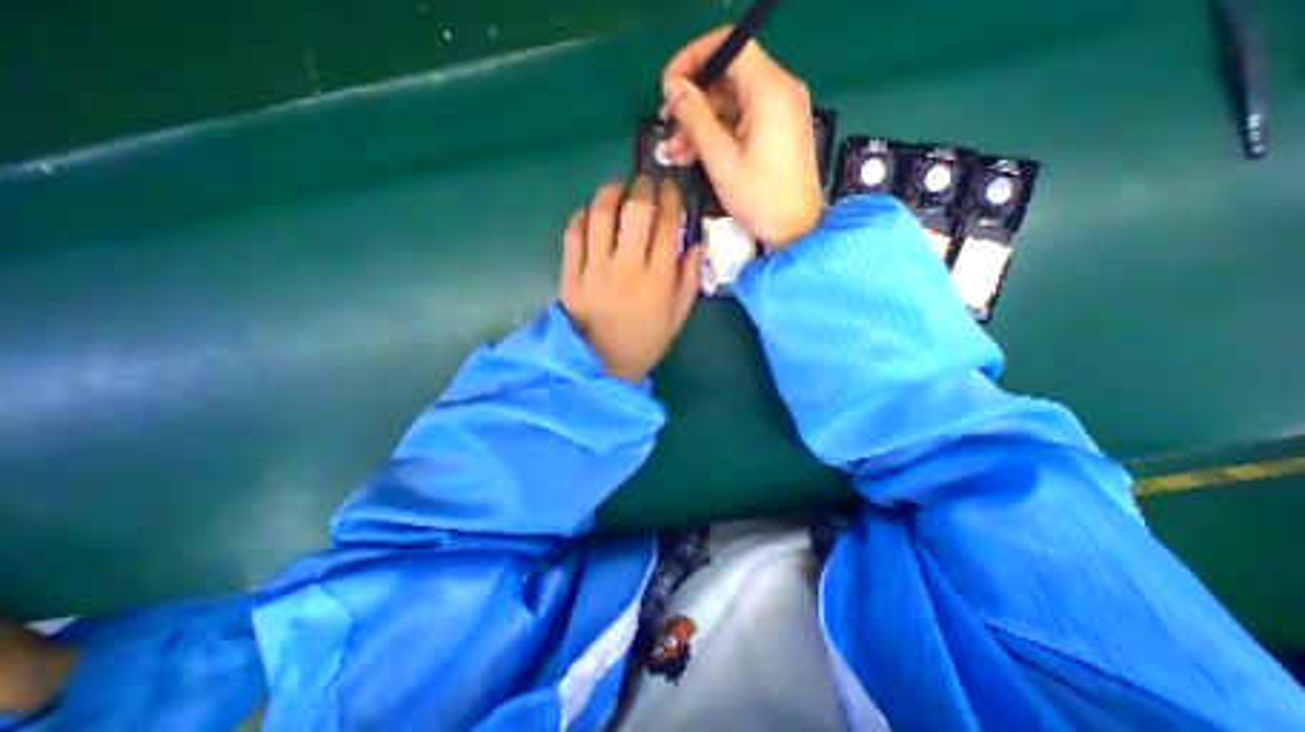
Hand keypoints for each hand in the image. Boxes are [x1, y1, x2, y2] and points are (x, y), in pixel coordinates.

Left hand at [562, 176, 702, 383]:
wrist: (603, 365)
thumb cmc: (645, 341)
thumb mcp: (677, 317)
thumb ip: (689, 280)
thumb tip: (695, 245)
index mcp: (657, 281)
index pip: (667, 227)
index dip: (670, 200)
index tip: (670, 189)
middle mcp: (626, 269)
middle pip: (635, 213)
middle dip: (642, 188)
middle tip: (644, 183)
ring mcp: (594, 271)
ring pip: (600, 216)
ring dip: (609, 194)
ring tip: (616, 189)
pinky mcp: (570, 276)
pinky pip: (572, 235)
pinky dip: (581, 217)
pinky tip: (589, 214)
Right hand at [663, 26, 822, 248]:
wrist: (796, 231)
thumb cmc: (759, 197)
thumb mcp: (721, 159)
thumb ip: (694, 118)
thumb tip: (672, 86)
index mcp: (769, 89)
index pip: (729, 45)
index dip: (693, 59)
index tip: (668, 86)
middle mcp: (779, 90)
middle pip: (728, 77)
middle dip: (693, 101)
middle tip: (666, 126)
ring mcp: (780, 112)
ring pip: (731, 103)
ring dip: (700, 124)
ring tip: (675, 151)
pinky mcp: (777, 132)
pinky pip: (742, 121)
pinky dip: (718, 134)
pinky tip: (695, 155)